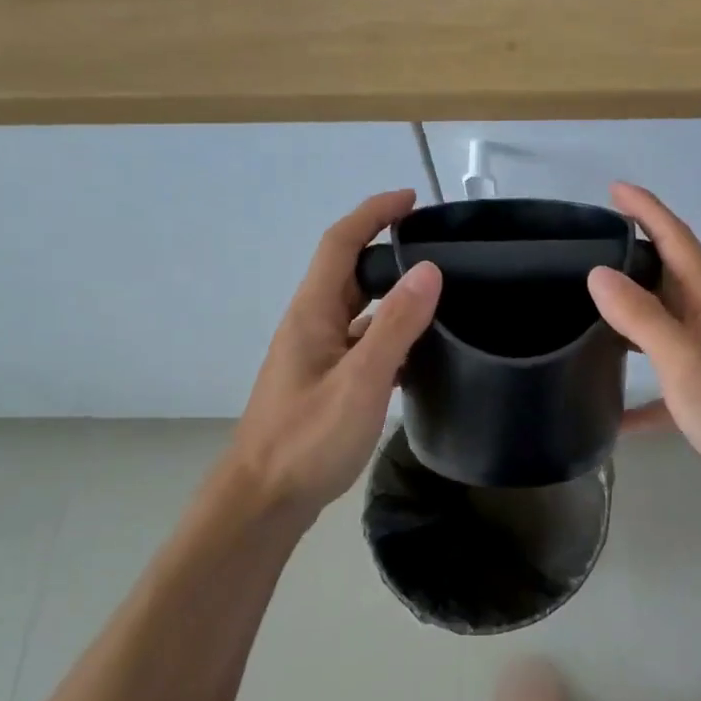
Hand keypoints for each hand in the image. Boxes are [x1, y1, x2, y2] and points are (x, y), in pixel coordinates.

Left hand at [219, 191, 441, 526]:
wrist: (263, 501)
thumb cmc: (307, 440)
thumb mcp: (360, 381)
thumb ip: (395, 326)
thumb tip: (429, 269)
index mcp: (312, 313)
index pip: (341, 242)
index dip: (373, 212)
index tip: (412, 199)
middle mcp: (311, 325)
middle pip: (349, 271)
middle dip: (387, 248)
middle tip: (436, 246)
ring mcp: (316, 356)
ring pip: (357, 309)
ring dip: (391, 293)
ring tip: (438, 294)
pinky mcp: (324, 383)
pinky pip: (361, 343)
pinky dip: (389, 335)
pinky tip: (418, 354)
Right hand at [587, 183, 700, 514]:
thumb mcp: (684, 358)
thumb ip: (641, 315)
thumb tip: (598, 274)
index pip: (675, 238)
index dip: (646, 210)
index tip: (614, 189)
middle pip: (668, 274)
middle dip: (632, 254)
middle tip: (585, 248)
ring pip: (662, 321)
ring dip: (630, 311)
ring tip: (585, 307)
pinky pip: (663, 379)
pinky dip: (637, 387)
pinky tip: (608, 405)